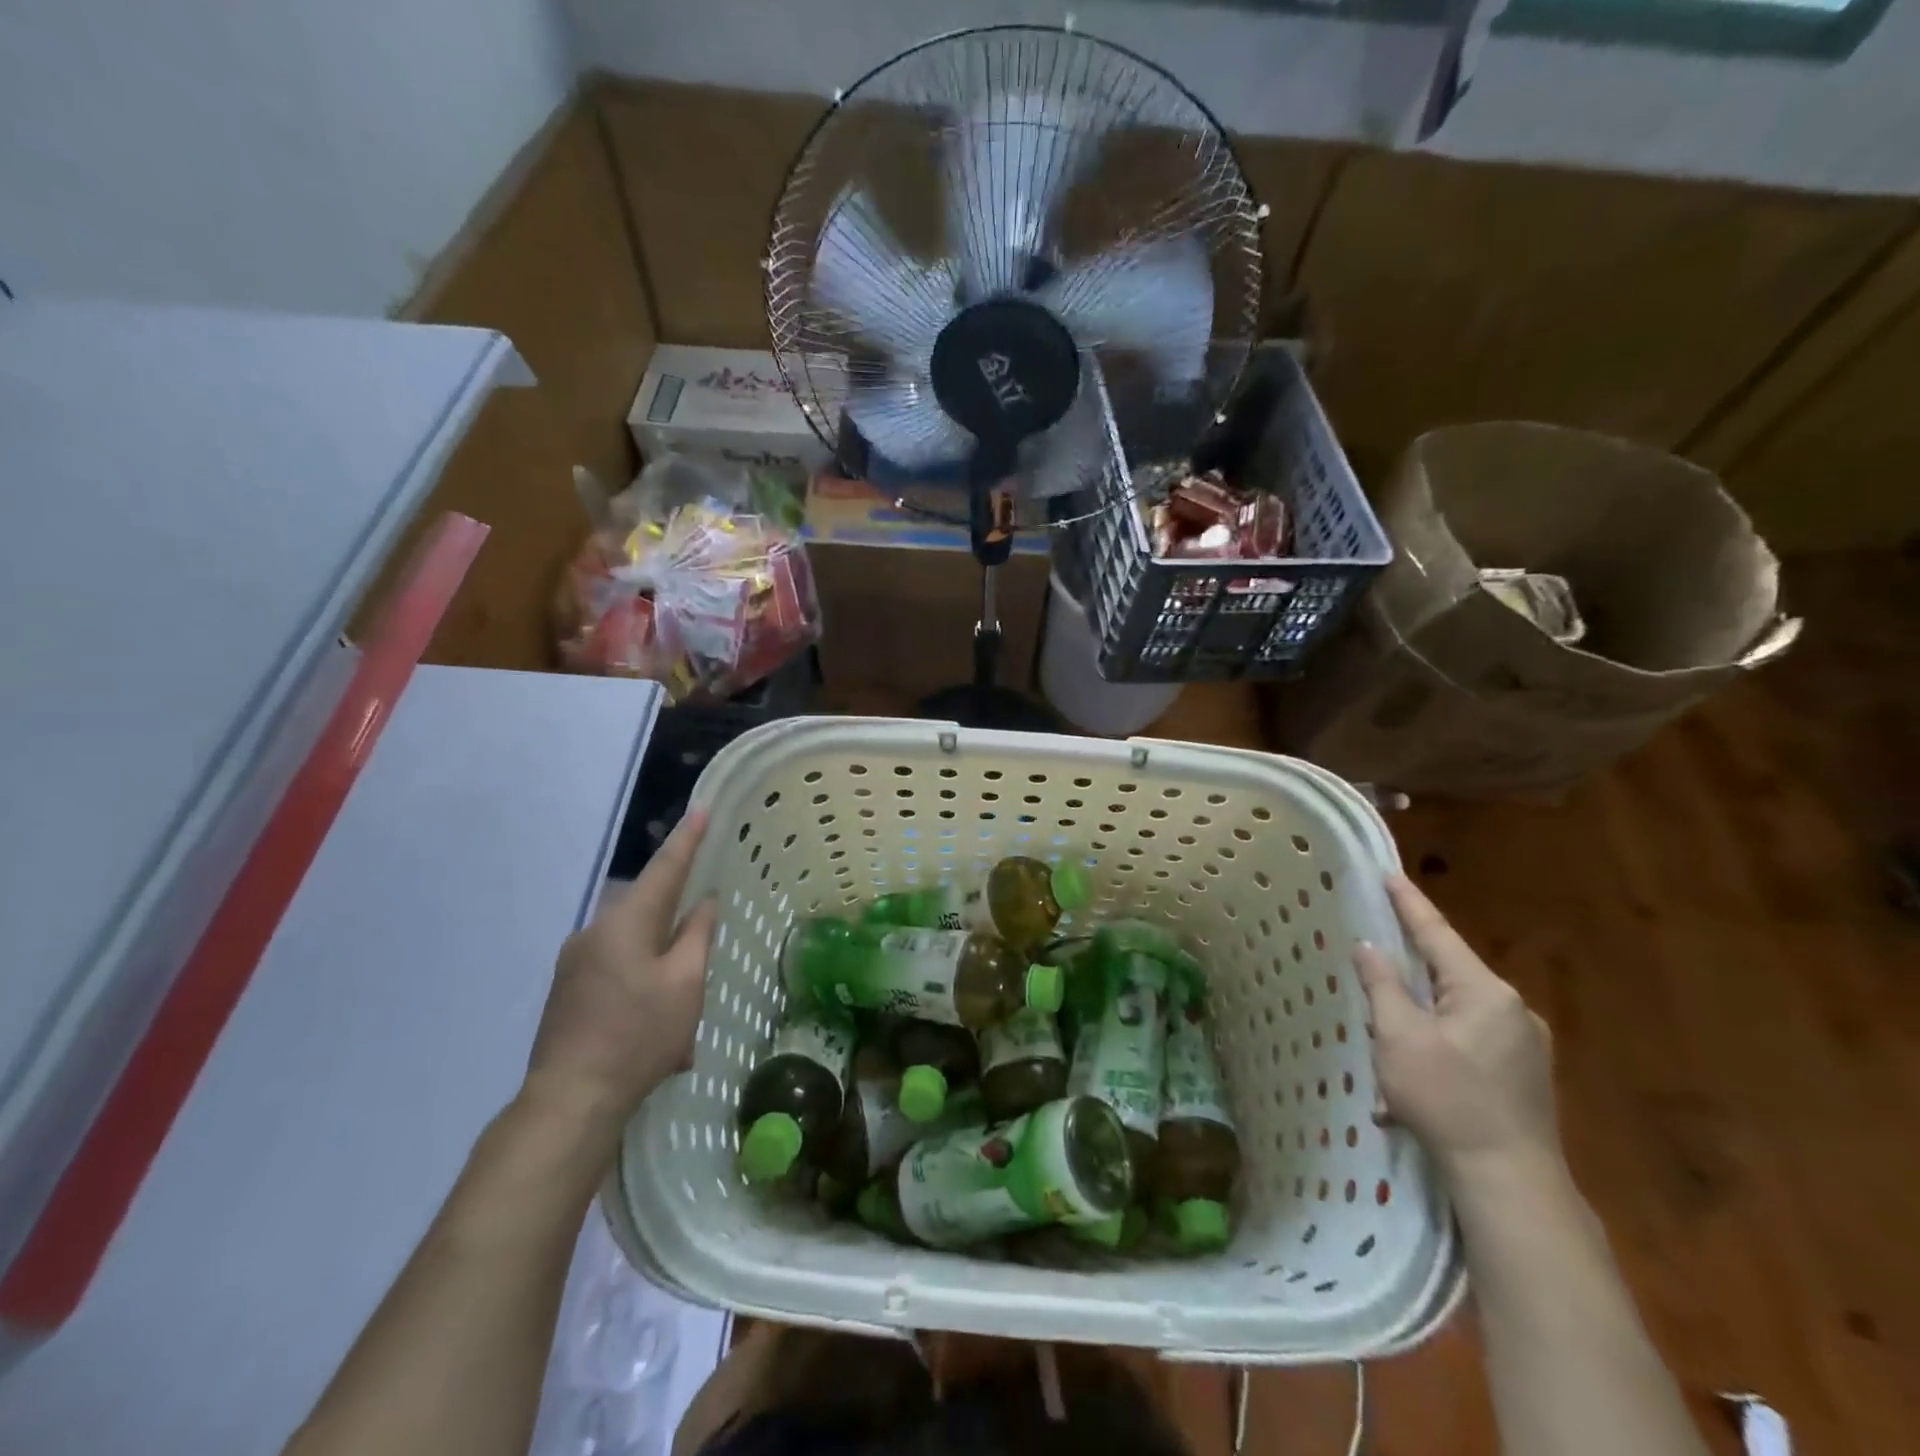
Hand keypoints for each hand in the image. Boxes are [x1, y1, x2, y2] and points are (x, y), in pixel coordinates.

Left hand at [525, 812, 717, 1127]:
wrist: (570, 1100)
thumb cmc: (638, 1036)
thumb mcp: (685, 984)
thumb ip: (698, 935)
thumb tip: (704, 902)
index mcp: (624, 923)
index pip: (665, 870)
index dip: (688, 841)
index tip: (701, 810)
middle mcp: (594, 932)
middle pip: (648, 912)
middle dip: (678, 930)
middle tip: (702, 962)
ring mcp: (574, 963)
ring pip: (634, 949)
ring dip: (661, 969)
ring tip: (679, 1018)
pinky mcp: (566, 991)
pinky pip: (615, 972)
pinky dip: (641, 988)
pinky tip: (654, 1033)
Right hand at [1355, 875, 1559, 1183]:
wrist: (1511, 1182)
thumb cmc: (1448, 1098)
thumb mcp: (1398, 1037)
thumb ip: (1383, 985)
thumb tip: (1370, 947)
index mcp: (1484, 991)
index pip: (1437, 934)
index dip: (1409, 903)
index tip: (1388, 873)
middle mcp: (1513, 1009)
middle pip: (1449, 972)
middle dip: (1411, 967)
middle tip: (1376, 953)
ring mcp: (1526, 1044)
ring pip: (1458, 1010)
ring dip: (1422, 1015)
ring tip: (1389, 1035)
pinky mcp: (1526, 1075)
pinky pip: (1472, 1040)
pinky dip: (1440, 1044)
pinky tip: (1418, 1077)